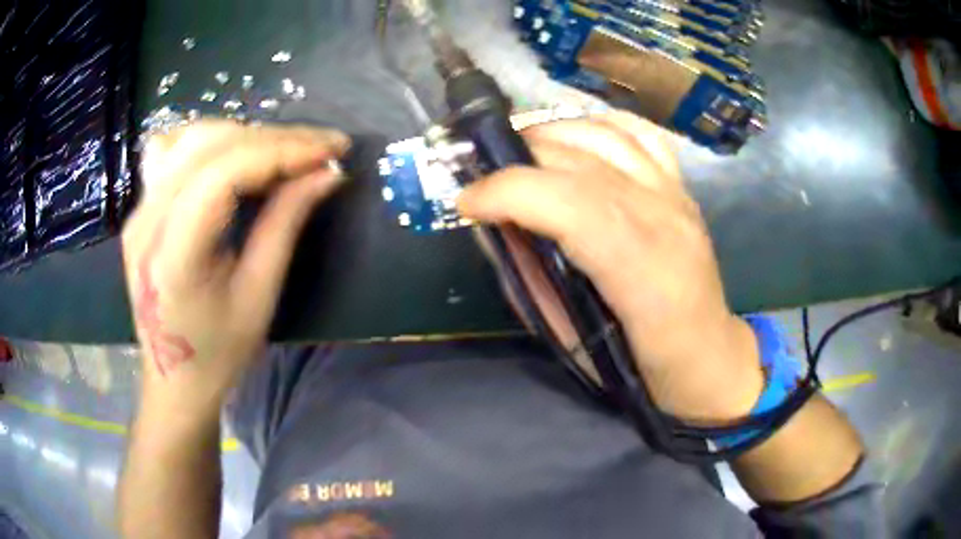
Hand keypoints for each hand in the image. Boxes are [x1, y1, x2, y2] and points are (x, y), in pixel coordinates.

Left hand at [122, 120, 349, 411]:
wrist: (174, 381)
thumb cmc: (219, 355)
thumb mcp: (259, 297)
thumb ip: (286, 224)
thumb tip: (328, 174)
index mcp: (173, 255)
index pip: (225, 173)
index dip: (282, 152)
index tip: (331, 151)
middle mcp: (146, 221)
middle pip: (210, 146)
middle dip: (273, 139)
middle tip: (320, 148)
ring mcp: (138, 211)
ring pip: (191, 138)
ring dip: (244, 135)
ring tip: (283, 152)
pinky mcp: (141, 209)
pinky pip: (173, 151)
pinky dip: (211, 141)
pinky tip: (233, 155)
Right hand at [458, 111, 763, 422]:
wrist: (708, 356)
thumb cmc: (643, 364)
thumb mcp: (576, 342)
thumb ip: (535, 280)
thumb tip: (498, 230)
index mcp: (643, 272)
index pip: (572, 205)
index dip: (510, 192)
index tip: (467, 202)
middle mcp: (664, 218)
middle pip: (582, 162)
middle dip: (518, 160)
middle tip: (485, 180)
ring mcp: (676, 194)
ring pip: (606, 135)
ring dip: (551, 134)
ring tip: (519, 153)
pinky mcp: (681, 186)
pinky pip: (639, 132)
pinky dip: (597, 123)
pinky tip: (573, 137)